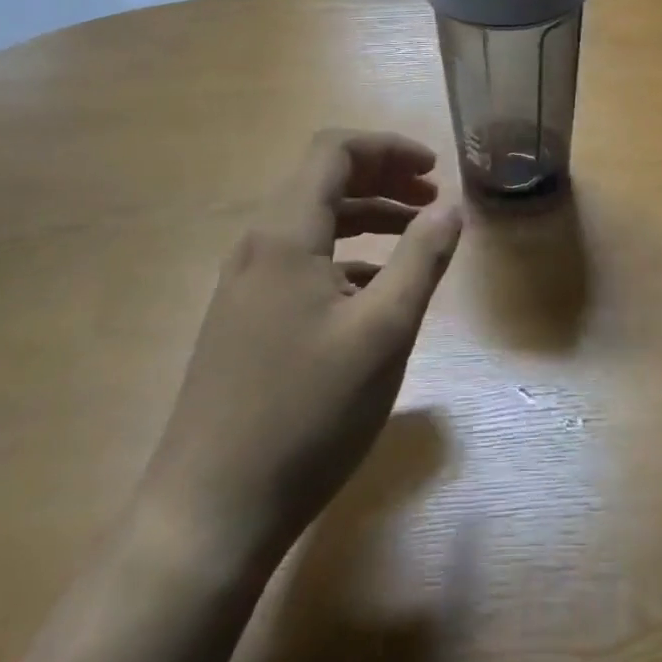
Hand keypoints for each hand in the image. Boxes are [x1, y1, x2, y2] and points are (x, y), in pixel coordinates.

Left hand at [140, 130, 463, 573]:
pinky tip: (374, 293)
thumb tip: (452, 208)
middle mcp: (258, 247)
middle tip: (433, 199)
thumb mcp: (384, 332)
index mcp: (285, 233)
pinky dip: (345, 257)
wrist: (209, 513)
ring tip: (416, 237)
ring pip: (312, 225)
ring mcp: (244, 286)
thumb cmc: (307, 413)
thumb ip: (422, 259)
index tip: (435, 169)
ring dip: (366, 218)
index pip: (334, 150)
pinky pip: (300, 263)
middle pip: (322, 182)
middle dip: (383, 180)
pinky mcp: (244, 321)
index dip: (389, 148)